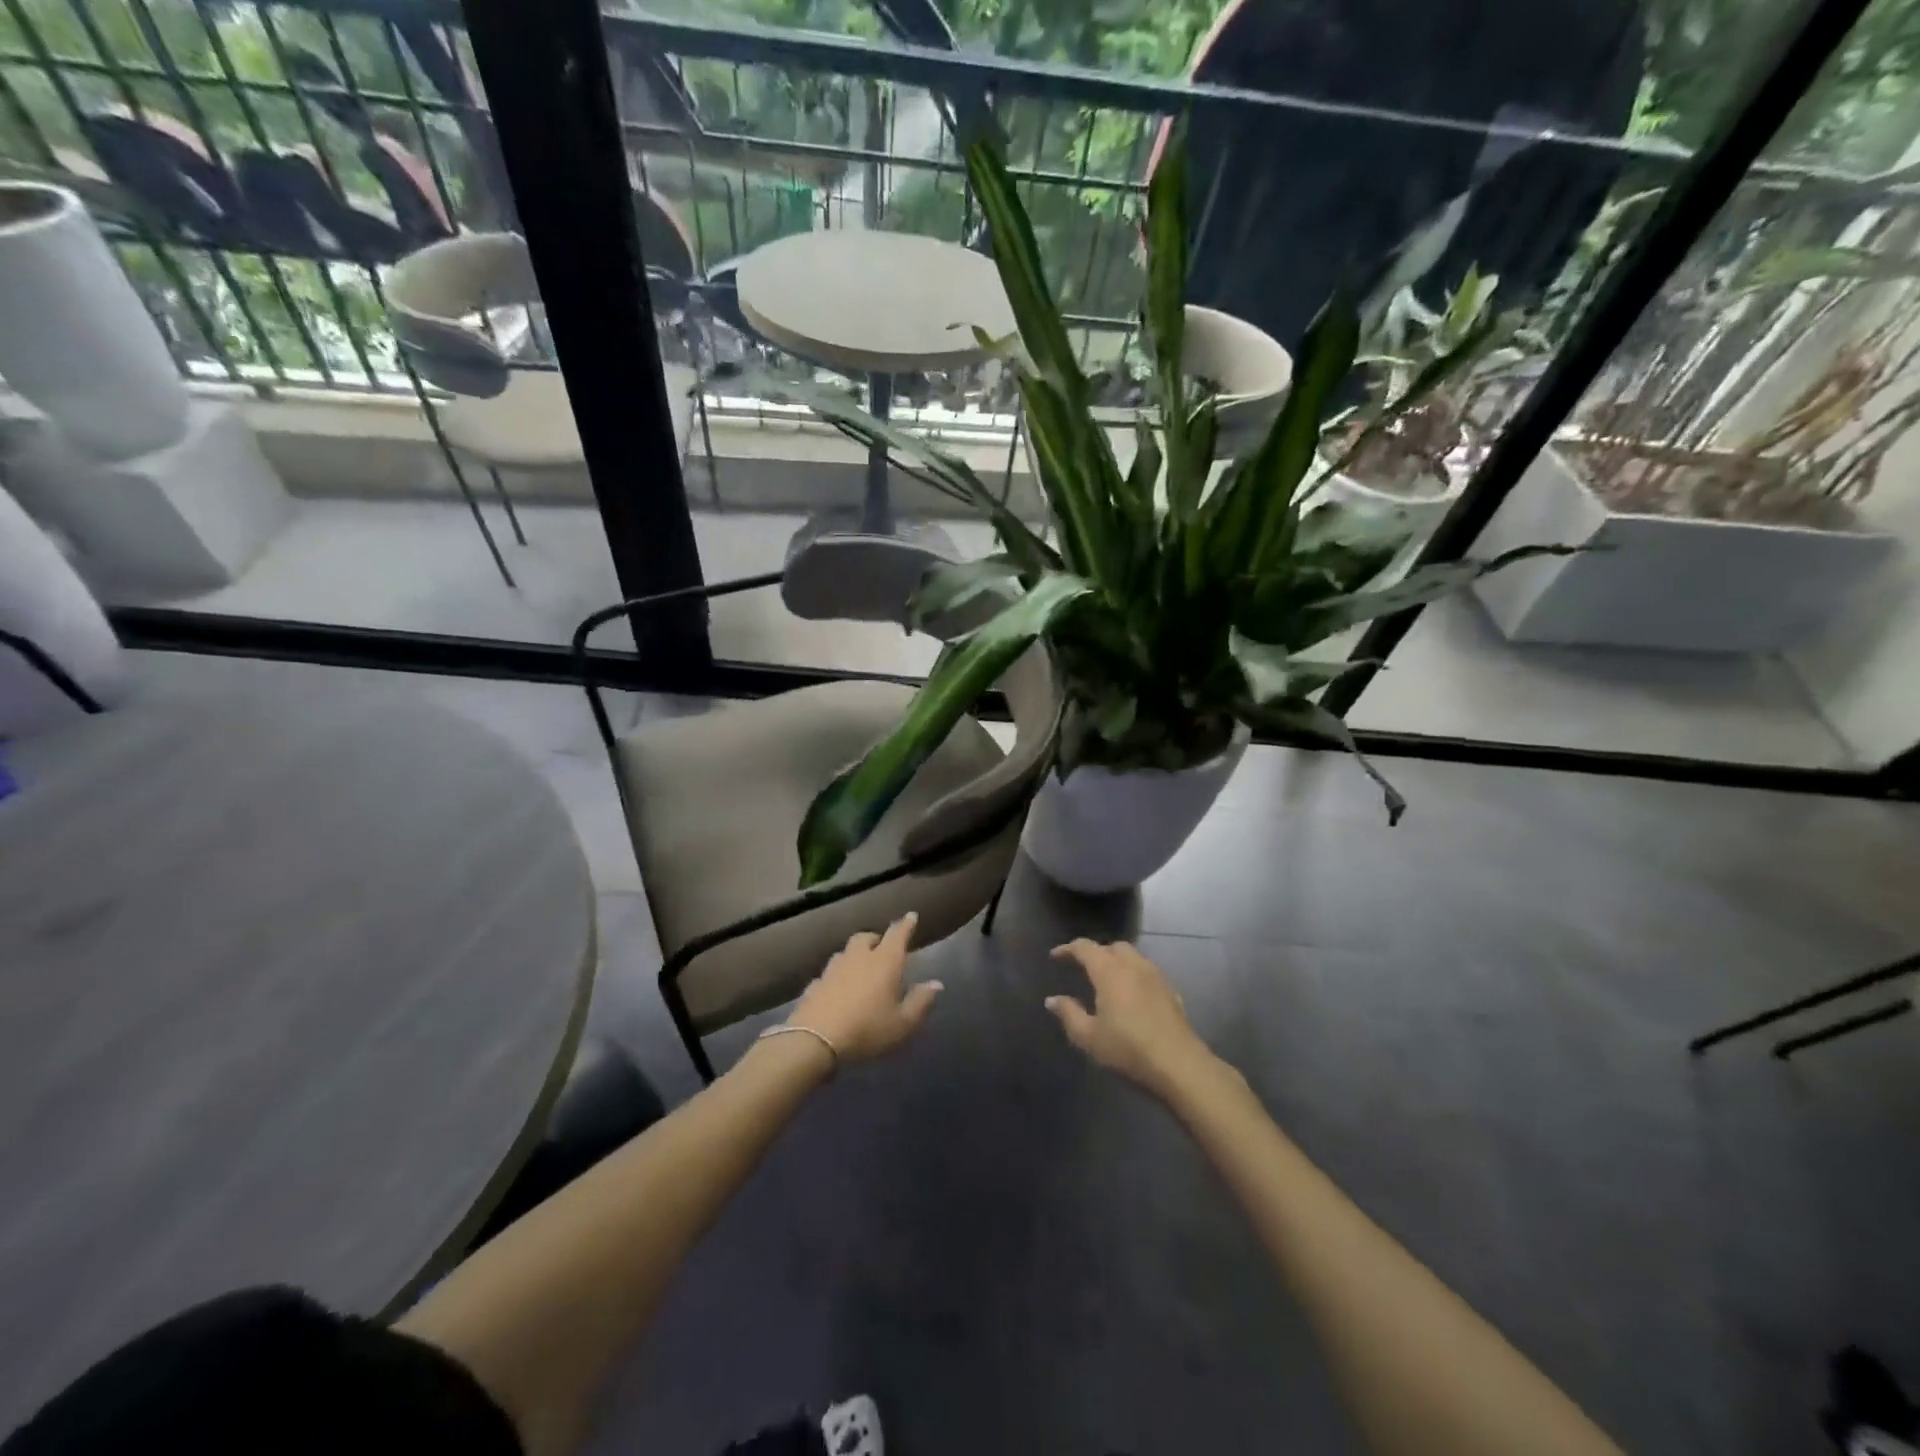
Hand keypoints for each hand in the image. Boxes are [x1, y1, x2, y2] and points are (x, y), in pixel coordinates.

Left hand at [789, 913, 941, 1062]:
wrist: (815, 1040)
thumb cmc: (867, 1029)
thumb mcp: (902, 1023)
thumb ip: (920, 1002)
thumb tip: (936, 984)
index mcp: (884, 962)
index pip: (897, 934)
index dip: (906, 924)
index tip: (911, 916)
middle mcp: (858, 958)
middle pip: (866, 938)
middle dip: (875, 939)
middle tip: (882, 949)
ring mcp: (833, 969)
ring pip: (845, 952)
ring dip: (854, 956)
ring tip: (859, 968)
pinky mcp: (814, 984)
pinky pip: (828, 974)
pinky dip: (836, 977)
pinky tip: (837, 989)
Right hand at [1046, 940, 1221, 1098]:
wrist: (1179, 1064)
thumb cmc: (1127, 1048)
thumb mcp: (1089, 1037)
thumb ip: (1068, 1014)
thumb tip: (1052, 999)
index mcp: (1109, 971)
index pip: (1085, 948)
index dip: (1068, 949)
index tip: (1055, 956)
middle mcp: (1133, 965)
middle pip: (1112, 946)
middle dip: (1096, 952)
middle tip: (1083, 967)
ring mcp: (1156, 976)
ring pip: (1133, 956)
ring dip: (1117, 961)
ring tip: (1107, 979)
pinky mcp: (1171, 991)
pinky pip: (1147, 971)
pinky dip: (1134, 974)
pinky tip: (1132, 995)